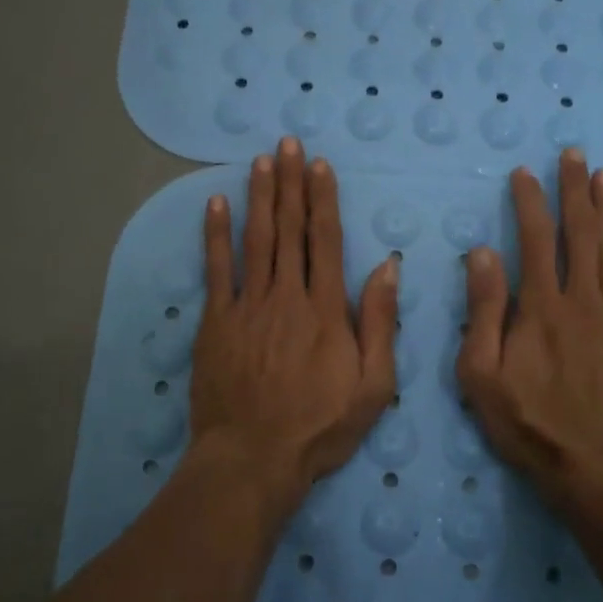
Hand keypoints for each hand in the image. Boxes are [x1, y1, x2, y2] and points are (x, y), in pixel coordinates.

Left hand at [190, 137, 399, 510]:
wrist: (253, 458)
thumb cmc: (320, 426)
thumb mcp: (373, 385)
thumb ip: (379, 322)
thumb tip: (387, 266)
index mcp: (326, 308)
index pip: (325, 240)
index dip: (323, 199)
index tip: (320, 166)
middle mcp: (286, 295)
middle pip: (289, 229)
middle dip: (291, 183)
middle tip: (289, 143)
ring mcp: (247, 305)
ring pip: (256, 239)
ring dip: (259, 196)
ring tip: (261, 161)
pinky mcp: (216, 321)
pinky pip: (216, 269)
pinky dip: (215, 235)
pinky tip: (215, 204)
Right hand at [457, 149, 602, 511]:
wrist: (599, 470)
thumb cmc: (530, 424)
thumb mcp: (481, 375)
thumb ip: (483, 311)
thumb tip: (482, 253)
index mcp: (540, 308)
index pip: (532, 241)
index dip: (528, 203)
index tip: (525, 172)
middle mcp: (582, 301)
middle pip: (578, 235)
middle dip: (574, 192)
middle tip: (574, 154)